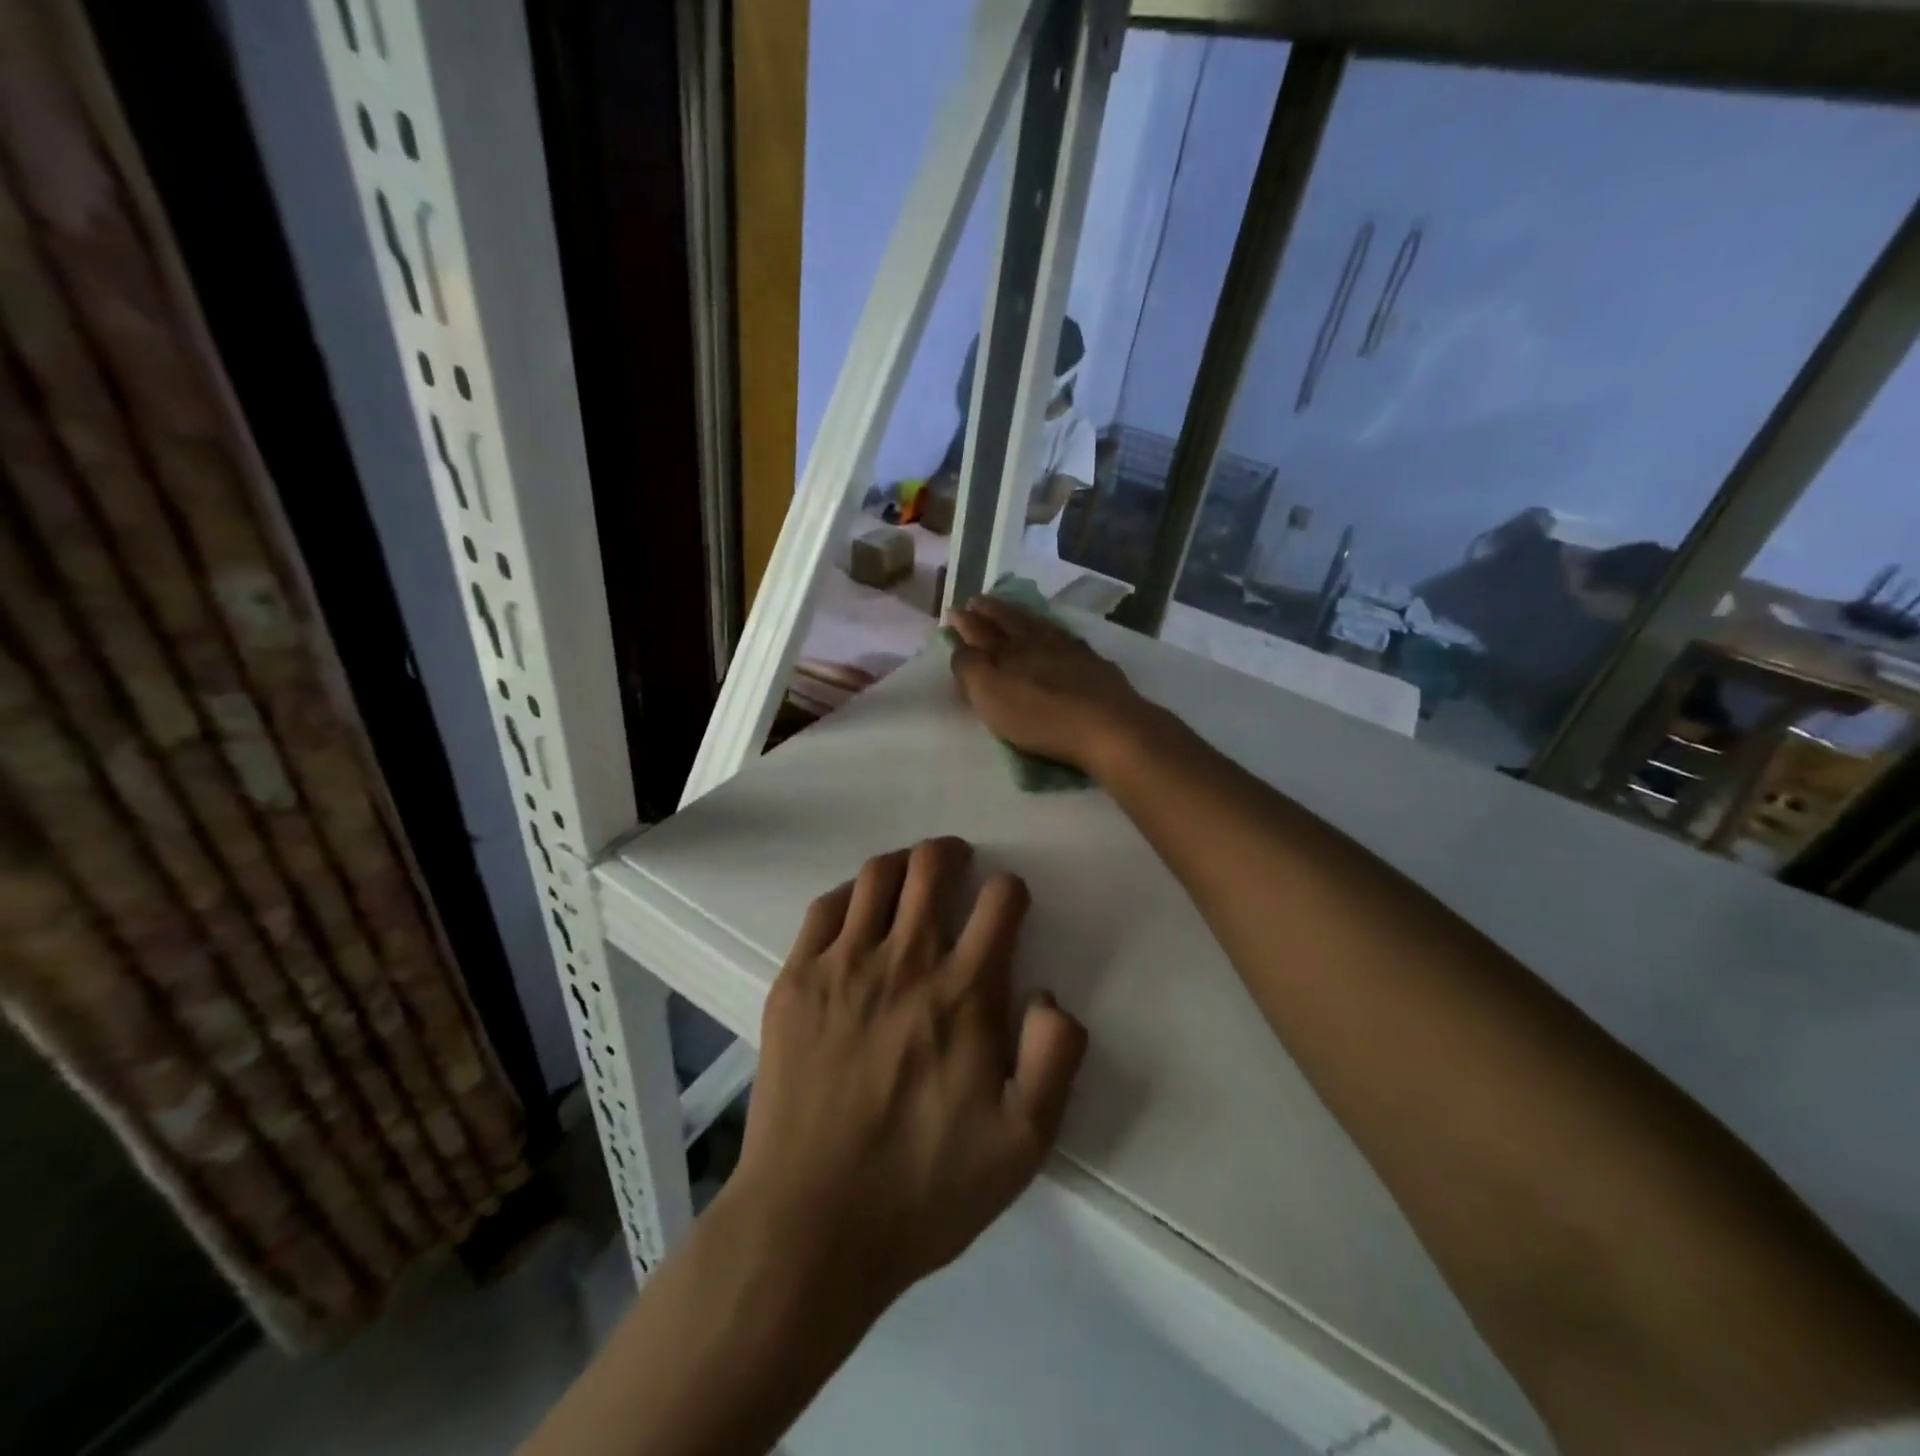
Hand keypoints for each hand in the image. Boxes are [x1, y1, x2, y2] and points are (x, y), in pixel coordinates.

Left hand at [732, 837, 1086, 1306]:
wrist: (810, 1223)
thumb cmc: (923, 1187)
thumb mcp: (1022, 1144)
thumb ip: (1054, 1059)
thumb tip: (1049, 995)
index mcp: (964, 992)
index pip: (1000, 901)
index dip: (1011, 891)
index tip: (1008, 906)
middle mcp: (905, 960)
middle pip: (932, 867)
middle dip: (952, 855)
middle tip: (958, 863)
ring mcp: (843, 965)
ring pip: (877, 875)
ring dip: (903, 864)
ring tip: (910, 876)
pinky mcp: (796, 980)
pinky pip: (824, 908)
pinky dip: (849, 894)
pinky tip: (856, 911)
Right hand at [946, 596, 1157, 775]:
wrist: (1108, 727)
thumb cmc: (1040, 716)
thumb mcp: (990, 694)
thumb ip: (969, 668)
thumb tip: (960, 646)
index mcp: (1009, 648)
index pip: (981, 630)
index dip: (966, 622)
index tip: (955, 611)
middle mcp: (1038, 642)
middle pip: (1011, 621)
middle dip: (992, 611)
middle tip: (978, 600)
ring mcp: (1071, 651)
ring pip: (1040, 626)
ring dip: (1023, 617)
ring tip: (1014, 613)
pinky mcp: (1096, 666)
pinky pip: (1067, 640)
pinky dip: (1054, 634)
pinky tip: (1057, 637)